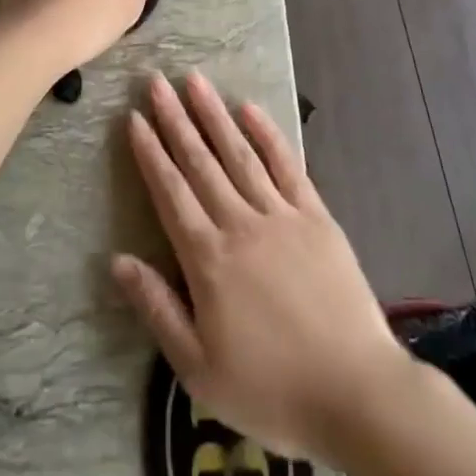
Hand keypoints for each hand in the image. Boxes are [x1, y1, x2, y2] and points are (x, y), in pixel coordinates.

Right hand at [112, 71, 410, 464]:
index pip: (170, 192)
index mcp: (207, 259)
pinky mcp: (317, 218)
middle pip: (200, 162)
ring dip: (214, 115)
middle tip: (156, 82)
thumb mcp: (198, 369)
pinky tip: (250, 110)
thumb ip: (157, 309)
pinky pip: (287, 167)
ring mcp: (281, 216)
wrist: (357, 393)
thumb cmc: (272, 389)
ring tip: (195, 82)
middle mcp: (240, 224)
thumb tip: (118, 261)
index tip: (134, 118)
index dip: (149, 153)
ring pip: (239, 154)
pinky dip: (267, 135)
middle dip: (174, 120)